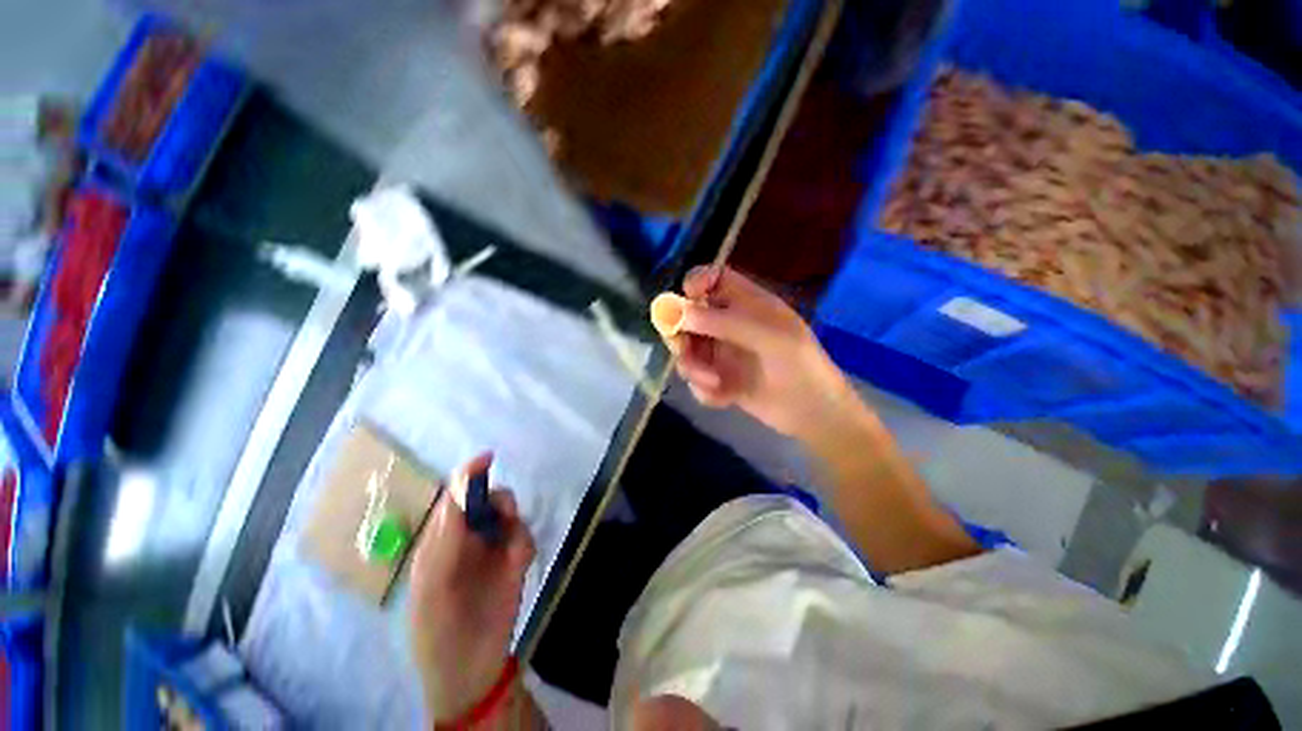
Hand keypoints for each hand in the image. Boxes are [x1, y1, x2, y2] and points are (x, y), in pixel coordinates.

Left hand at [410, 454, 535, 722]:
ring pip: (510, 516)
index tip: (488, 458)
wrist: (469, 669)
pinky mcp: (515, 563)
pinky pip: (524, 538)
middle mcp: (468, 539)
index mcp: (440, 541)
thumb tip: (460, 487)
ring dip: (514, 523)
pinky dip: (524, 543)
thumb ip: (447, 533)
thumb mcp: (433, 581)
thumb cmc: (437, 628)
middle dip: (498, 500)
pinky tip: (519, 563)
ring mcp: (492, 551)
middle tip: (505, 515)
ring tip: (512, 550)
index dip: (469, 475)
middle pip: (488, 500)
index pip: (454, 498)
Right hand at [667, 266, 858, 441]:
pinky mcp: (719, 380)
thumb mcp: (769, 337)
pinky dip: (704, 390)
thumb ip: (724, 322)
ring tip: (713, 382)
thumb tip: (680, 314)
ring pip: (688, 351)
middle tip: (684, 349)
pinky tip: (725, 398)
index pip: (713, 279)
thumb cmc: (799, 364)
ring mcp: (722, 353)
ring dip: (693, 367)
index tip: (683, 301)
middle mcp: (729, 325)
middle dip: (681, 334)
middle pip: (688, 316)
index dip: (695, 283)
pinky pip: (697, 380)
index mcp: (746, 304)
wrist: (812, 412)